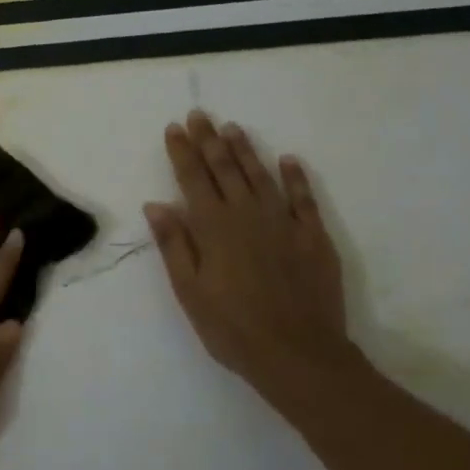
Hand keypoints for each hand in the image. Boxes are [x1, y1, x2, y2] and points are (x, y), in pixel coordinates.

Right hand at [144, 111, 351, 412]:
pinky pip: (303, 198)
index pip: (193, 179)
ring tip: (233, 128)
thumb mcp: (189, 291)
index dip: (183, 152)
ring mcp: (284, 223)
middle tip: (200, 115)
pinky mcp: (313, 237)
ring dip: (245, 151)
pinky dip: (295, 177)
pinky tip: (288, 160)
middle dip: (209, 140)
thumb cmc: (232, 328)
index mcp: (213, 228)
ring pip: (261, 176)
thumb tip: (156, 204)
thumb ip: (174, 244)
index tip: (174, 128)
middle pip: (225, 169)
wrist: (298, 355)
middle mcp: (247, 215)